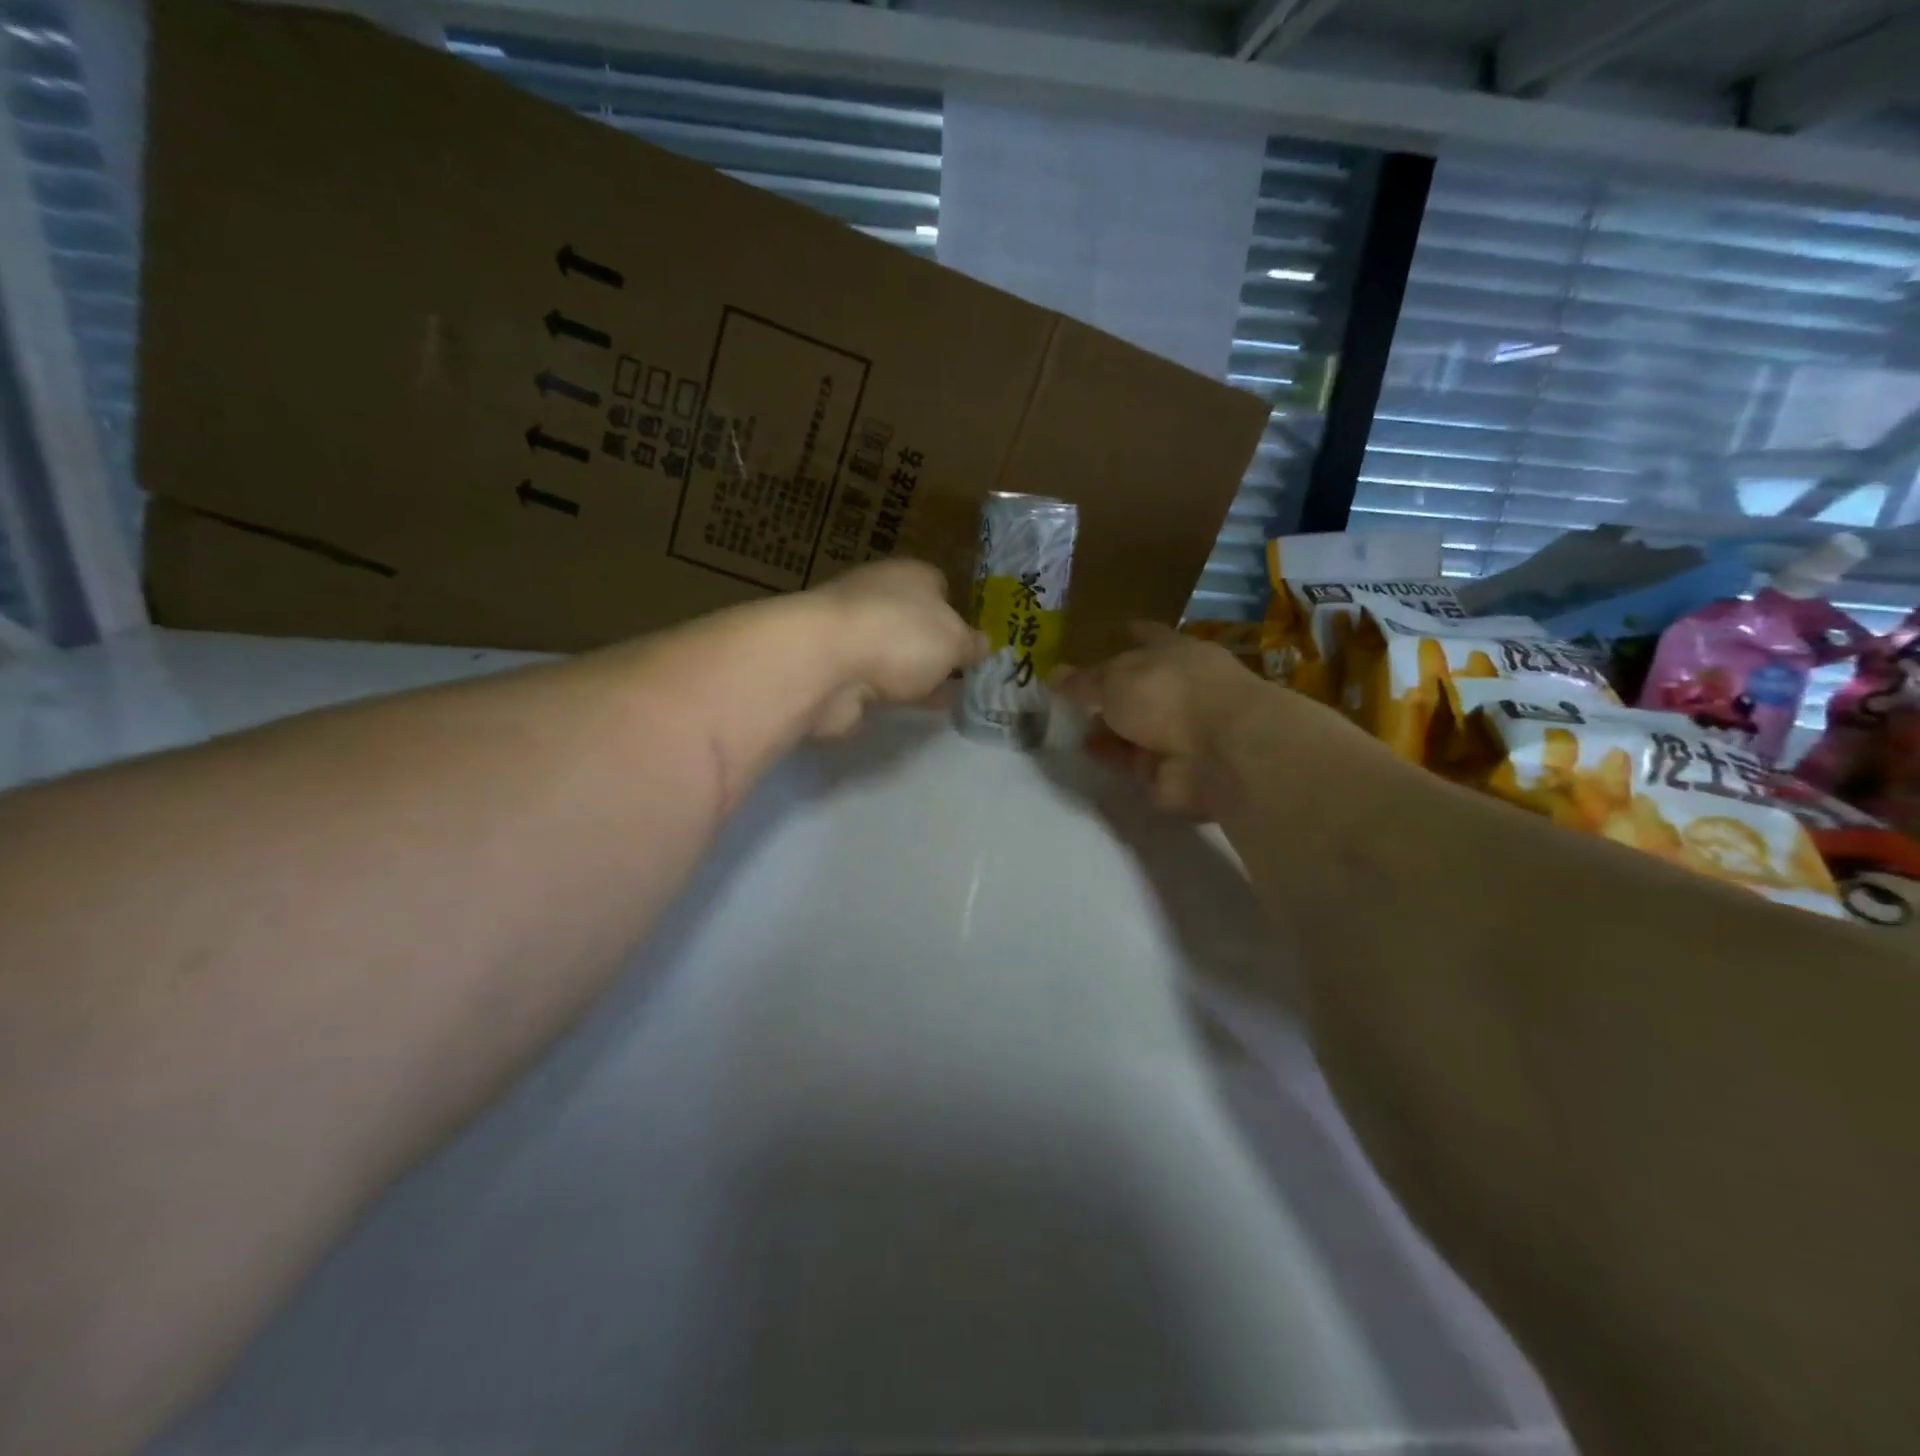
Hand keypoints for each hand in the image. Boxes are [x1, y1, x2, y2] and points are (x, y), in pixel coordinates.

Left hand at [806, 559, 987, 736]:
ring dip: (908, 673)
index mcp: (911, 575)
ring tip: (939, 700)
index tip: (970, 644)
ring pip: (890, 653)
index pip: (939, 586)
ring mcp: (850, 633)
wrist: (824, 663)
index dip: (957, 613)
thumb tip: (984, 644)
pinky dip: (884, 694)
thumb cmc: (900, 636)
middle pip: (913, 621)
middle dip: (932, 647)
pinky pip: (870, 682)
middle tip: (960, 677)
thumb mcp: (953, 641)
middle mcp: (877, 596)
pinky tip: (904, 710)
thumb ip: (970, 644)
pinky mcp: (833, 669)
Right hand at [1056, 622, 1277, 815]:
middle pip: (1136, 686)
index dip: (1127, 634)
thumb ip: (1083, 680)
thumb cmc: (1169, 694)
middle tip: (1067, 692)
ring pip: (1133, 726)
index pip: (1145, 636)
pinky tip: (1084, 752)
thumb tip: (1053, 674)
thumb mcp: (1114, 678)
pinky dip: (1112, 757)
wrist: (1219, 753)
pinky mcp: (1170, 769)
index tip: (1108, 632)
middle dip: (1106, 690)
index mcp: (1173, 652)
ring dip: (1105, 728)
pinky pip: (1132, 761)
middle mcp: (1177, 688)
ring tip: (1065, 725)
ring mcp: (1176, 731)